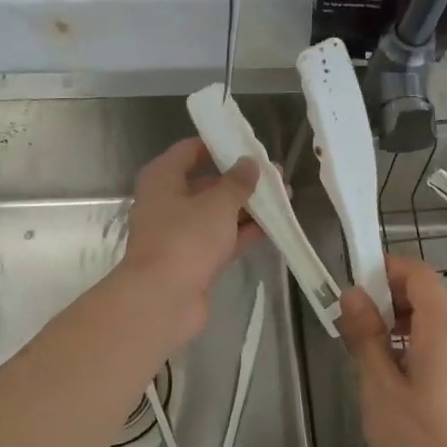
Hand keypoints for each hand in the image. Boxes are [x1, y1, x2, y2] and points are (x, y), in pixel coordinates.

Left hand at [115, 138, 261, 344]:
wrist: (162, 300)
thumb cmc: (185, 240)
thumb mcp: (217, 204)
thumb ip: (237, 182)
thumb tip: (249, 163)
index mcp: (162, 179)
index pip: (189, 151)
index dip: (219, 146)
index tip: (249, 146)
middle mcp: (167, 202)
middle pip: (206, 183)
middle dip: (241, 180)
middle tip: (276, 176)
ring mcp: (180, 234)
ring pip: (217, 213)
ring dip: (247, 207)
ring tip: (284, 198)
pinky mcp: (193, 260)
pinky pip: (222, 239)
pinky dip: (244, 232)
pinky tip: (274, 226)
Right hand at [338, 255, 446, 446]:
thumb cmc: (416, 438)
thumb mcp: (379, 385)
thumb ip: (365, 336)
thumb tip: (352, 293)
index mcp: (440, 330)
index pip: (419, 274)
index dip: (386, 268)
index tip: (352, 283)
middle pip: (423, 294)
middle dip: (384, 295)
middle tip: (348, 317)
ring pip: (424, 321)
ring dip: (391, 321)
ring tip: (358, 344)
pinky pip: (428, 344)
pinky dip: (402, 343)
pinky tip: (379, 370)